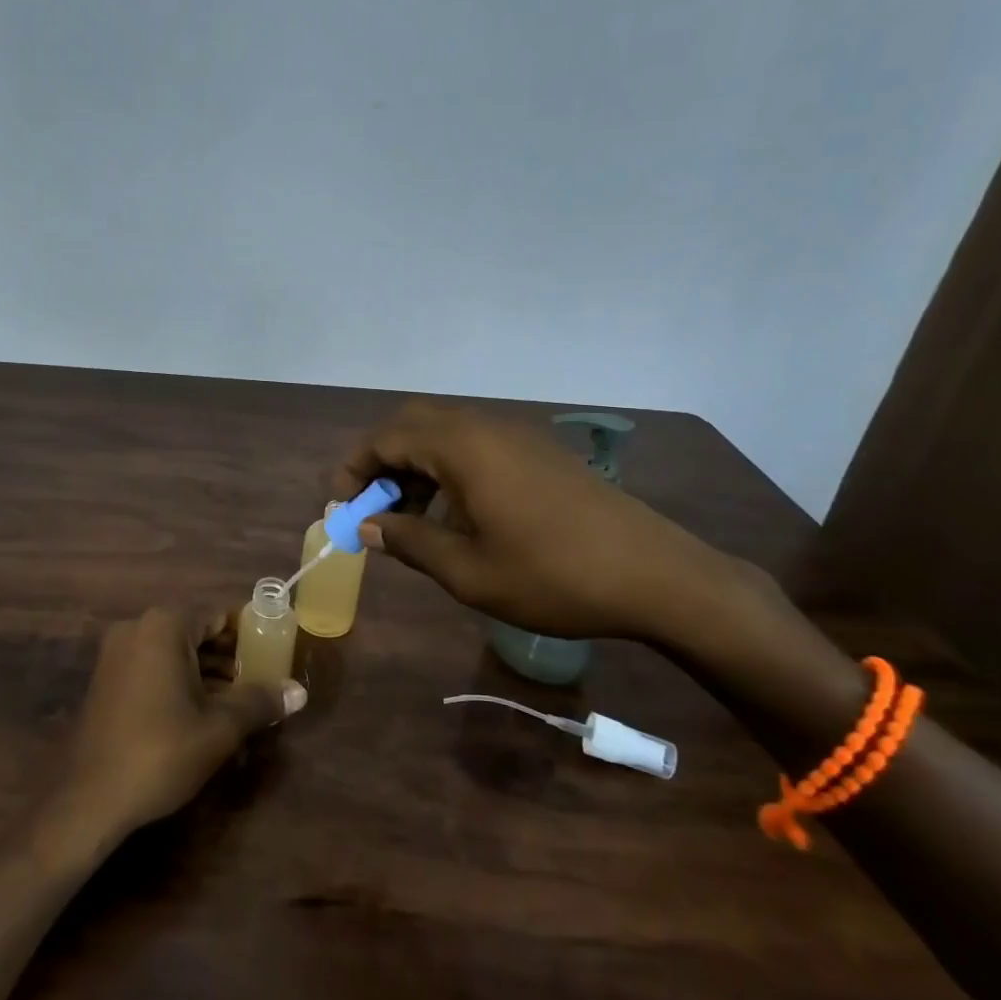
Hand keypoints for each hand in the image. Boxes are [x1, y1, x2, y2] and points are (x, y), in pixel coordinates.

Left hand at [55, 606, 304, 842]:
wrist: (87, 799)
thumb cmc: (160, 753)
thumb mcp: (219, 728)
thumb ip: (259, 702)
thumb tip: (298, 692)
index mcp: (165, 626)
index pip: (220, 615)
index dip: (251, 633)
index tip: (276, 653)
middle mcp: (138, 628)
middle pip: (197, 631)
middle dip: (230, 655)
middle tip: (262, 680)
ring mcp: (117, 653)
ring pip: (175, 651)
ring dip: (207, 671)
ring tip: (240, 700)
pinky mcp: (107, 679)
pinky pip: (154, 666)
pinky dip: (180, 680)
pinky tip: (203, 711)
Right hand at [335, 401, 735, 642]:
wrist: (657, 576)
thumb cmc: (554, 576)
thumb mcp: (468, 573)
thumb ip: (410, 542)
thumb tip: (368, 527)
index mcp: (462, 447)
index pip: (386, 438)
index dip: (354, 469)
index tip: (342, 507)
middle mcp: (486, 427)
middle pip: (413, 423)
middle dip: (382, 460)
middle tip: (374, 506)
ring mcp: (517, 435)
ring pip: (445, 432)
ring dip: (416, 465)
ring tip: (413, 518)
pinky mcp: (540, 452)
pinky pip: (476, 444)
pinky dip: (449, 468)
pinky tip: (459, 514)